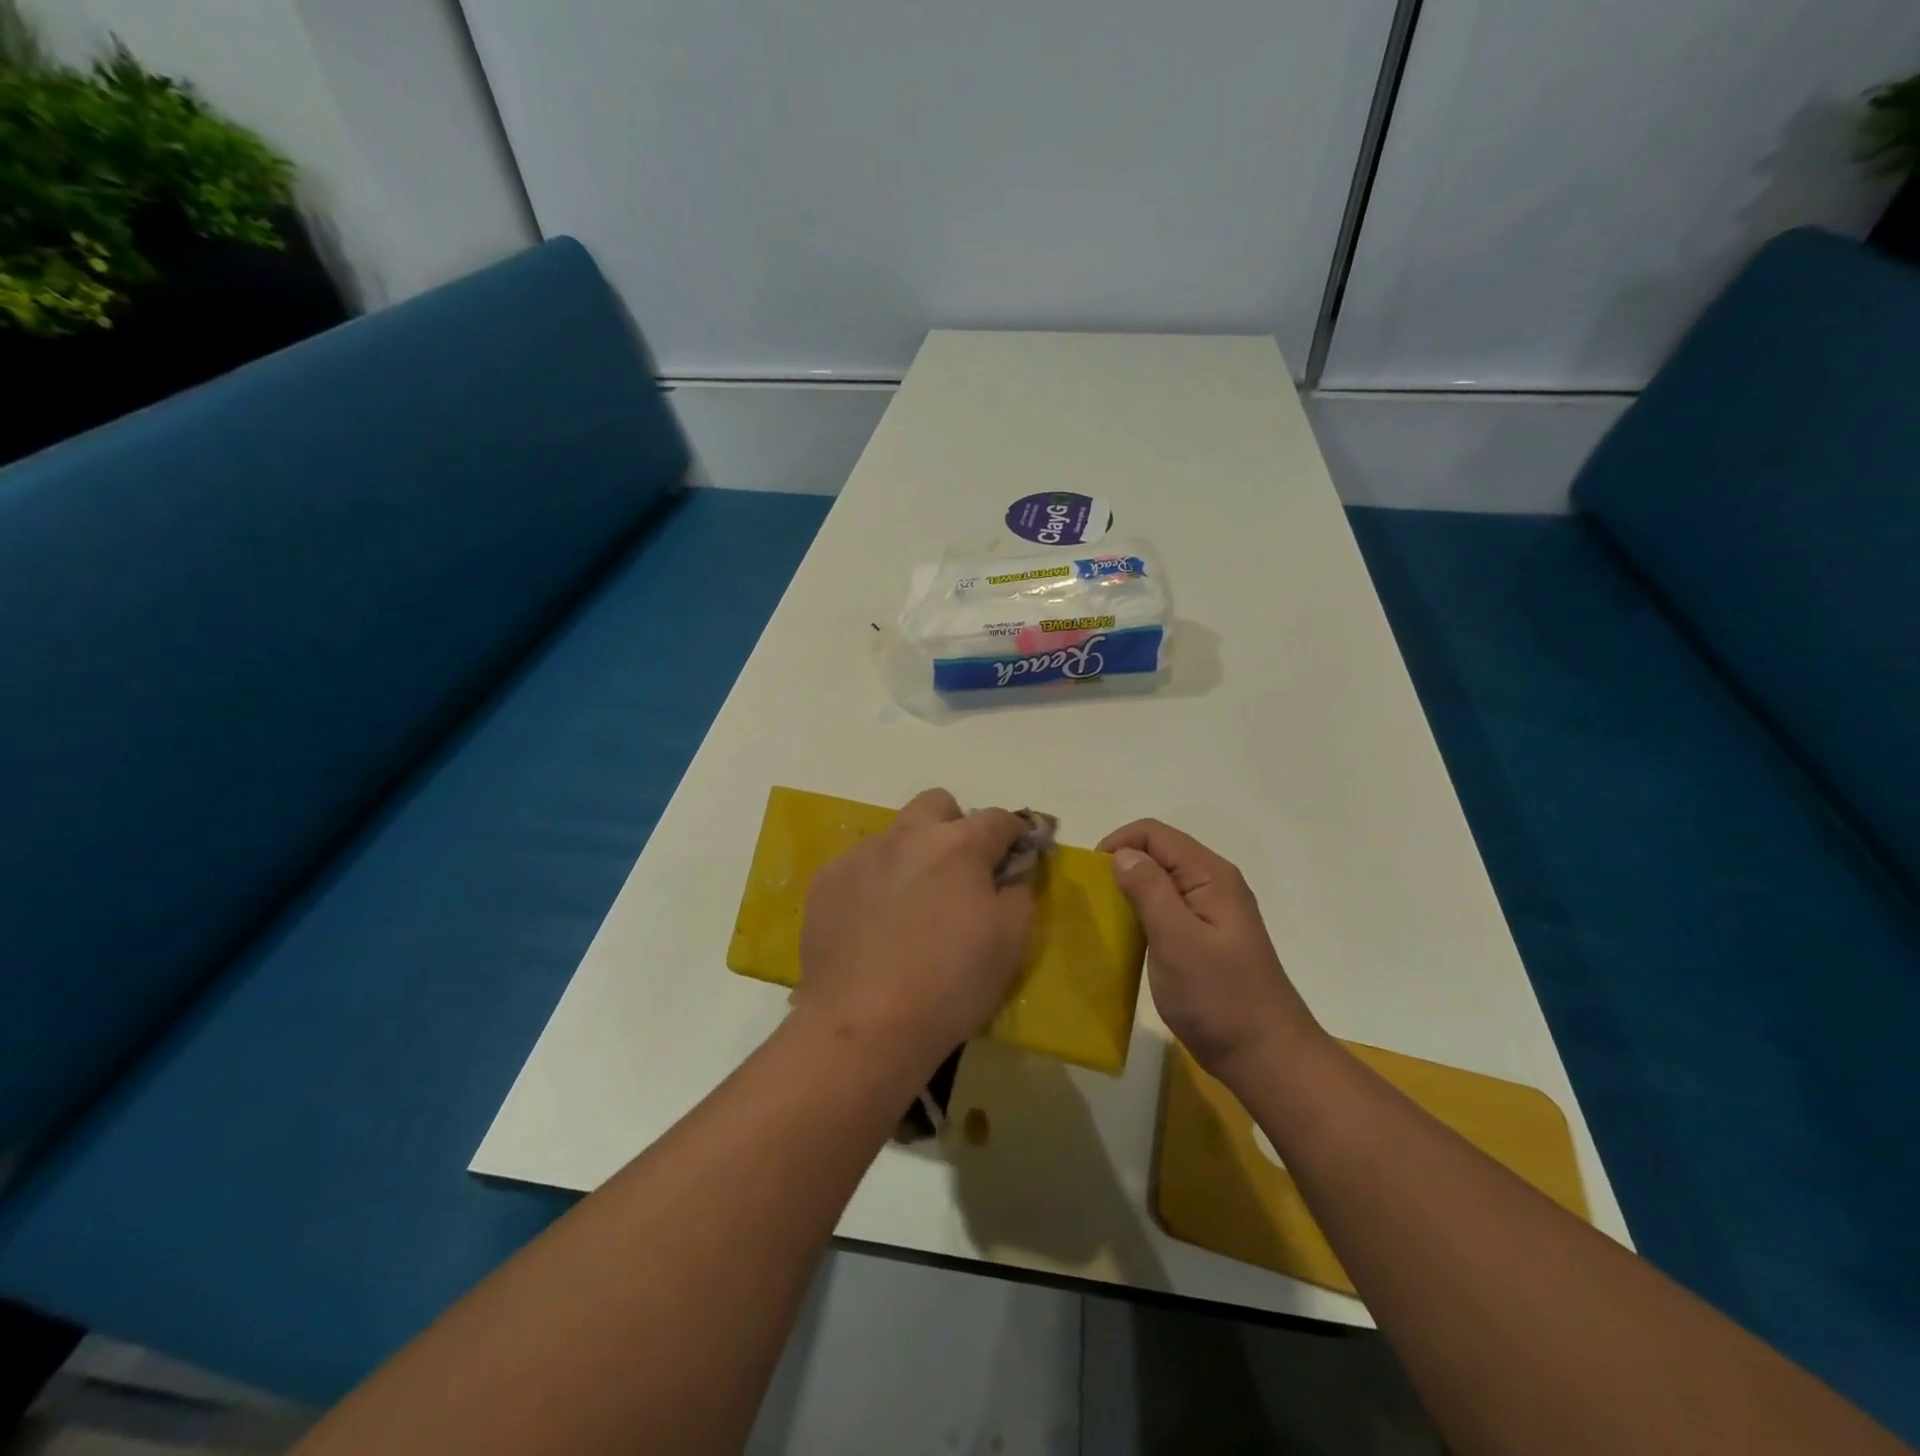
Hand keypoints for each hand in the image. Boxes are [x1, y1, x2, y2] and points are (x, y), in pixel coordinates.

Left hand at [797, 789, 1033, 1073]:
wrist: (865, 1025)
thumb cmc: (951, 984)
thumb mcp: (1011, 942)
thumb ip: (1019, 890)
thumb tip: (1014, 868)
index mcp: (959, 845)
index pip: (998, 818)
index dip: (1014, 834)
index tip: (1016, 857)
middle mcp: (908, 836)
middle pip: (937, 804)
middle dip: (954, 826)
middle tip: (957, 873)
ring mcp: (861, 855)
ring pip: (894, 836)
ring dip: (910, 857)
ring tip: (908, 911)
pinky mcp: (826, 882)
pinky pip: (858, 868)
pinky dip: (872, 885)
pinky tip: (871, 927)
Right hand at [1098, 820, 1323, 1085]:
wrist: (1264, 1056)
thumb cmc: (1219, 997)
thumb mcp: (1177, 941)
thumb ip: (1150, 891)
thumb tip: (1123, 853)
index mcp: (1210, 876)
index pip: (1155, 834)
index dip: (1119, 844)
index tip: (1093, 878)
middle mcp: (1213, 884)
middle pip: (1159, 852)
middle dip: (1123, 864)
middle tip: (1096, 900)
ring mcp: (1211, 911)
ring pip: (1161, 880)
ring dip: (1131, 890)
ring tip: (1107, 918)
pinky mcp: (1205, 936)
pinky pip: (1167, 907)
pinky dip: (1143, 912)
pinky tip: (1129, 936)